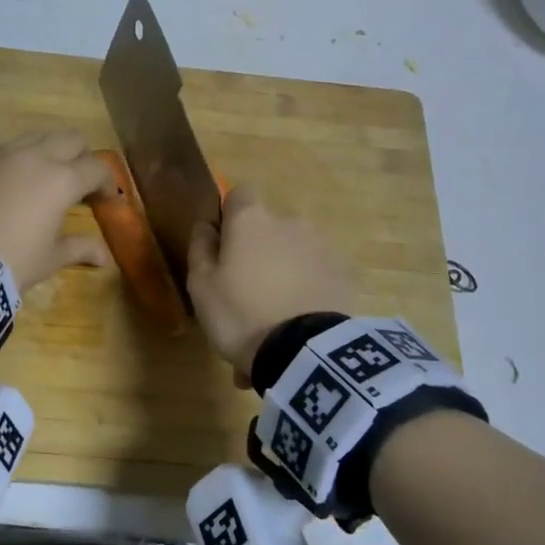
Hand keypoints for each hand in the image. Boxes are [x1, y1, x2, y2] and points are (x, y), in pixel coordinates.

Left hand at [0, 131, 112, 290]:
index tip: (107, 199)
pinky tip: (15, 186)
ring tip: (47, 178)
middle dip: (82, 157)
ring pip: (38, 137)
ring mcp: (4, 156)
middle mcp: (36, 157)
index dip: (107, 182)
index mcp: (62, 179)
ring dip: (51, 151)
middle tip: (81, 183)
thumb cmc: (14, 260)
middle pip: (71, 139)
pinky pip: (8, 151)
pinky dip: (21, 161)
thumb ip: (80, 248)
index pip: (96, 168)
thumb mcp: (51, 258)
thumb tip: (104, 256)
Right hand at [187, 186, 355, 382]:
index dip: (231, 214)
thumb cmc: (240, 314)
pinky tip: (299, 319)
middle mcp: (289, 222)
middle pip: (269, 227)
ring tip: (276, 311)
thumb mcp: (201, 286)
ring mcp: (321, 246)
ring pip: (294, 250)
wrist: (303, 351)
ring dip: (284, 268)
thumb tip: (206, 224)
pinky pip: (316, 272)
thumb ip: (201, 247)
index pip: (240, 193)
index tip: (224, 243)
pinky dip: (307, 286)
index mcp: (251, 221)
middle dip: (259, 248)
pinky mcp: (343, 273)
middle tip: (247, 288)